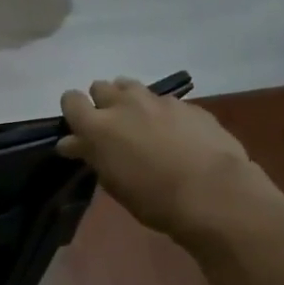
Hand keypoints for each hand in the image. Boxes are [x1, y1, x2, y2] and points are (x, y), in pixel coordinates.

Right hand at [56, 78, 279, 237]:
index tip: (79, 129)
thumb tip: (73, 142)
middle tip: (111, 128)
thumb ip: (92, 155)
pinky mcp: (187, 105)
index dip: (73, 111)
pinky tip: (173, 134)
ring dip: (128, 100)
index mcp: (98, 126)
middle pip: (101, 87)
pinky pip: (163, 101)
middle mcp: (124, 104)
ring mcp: (158, 101)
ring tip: (139, 124)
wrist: (212, 192)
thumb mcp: (113, 181)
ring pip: (131, 87)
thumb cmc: (152, 198)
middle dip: (101, 103)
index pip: (71, 100)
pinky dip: (160, 113)